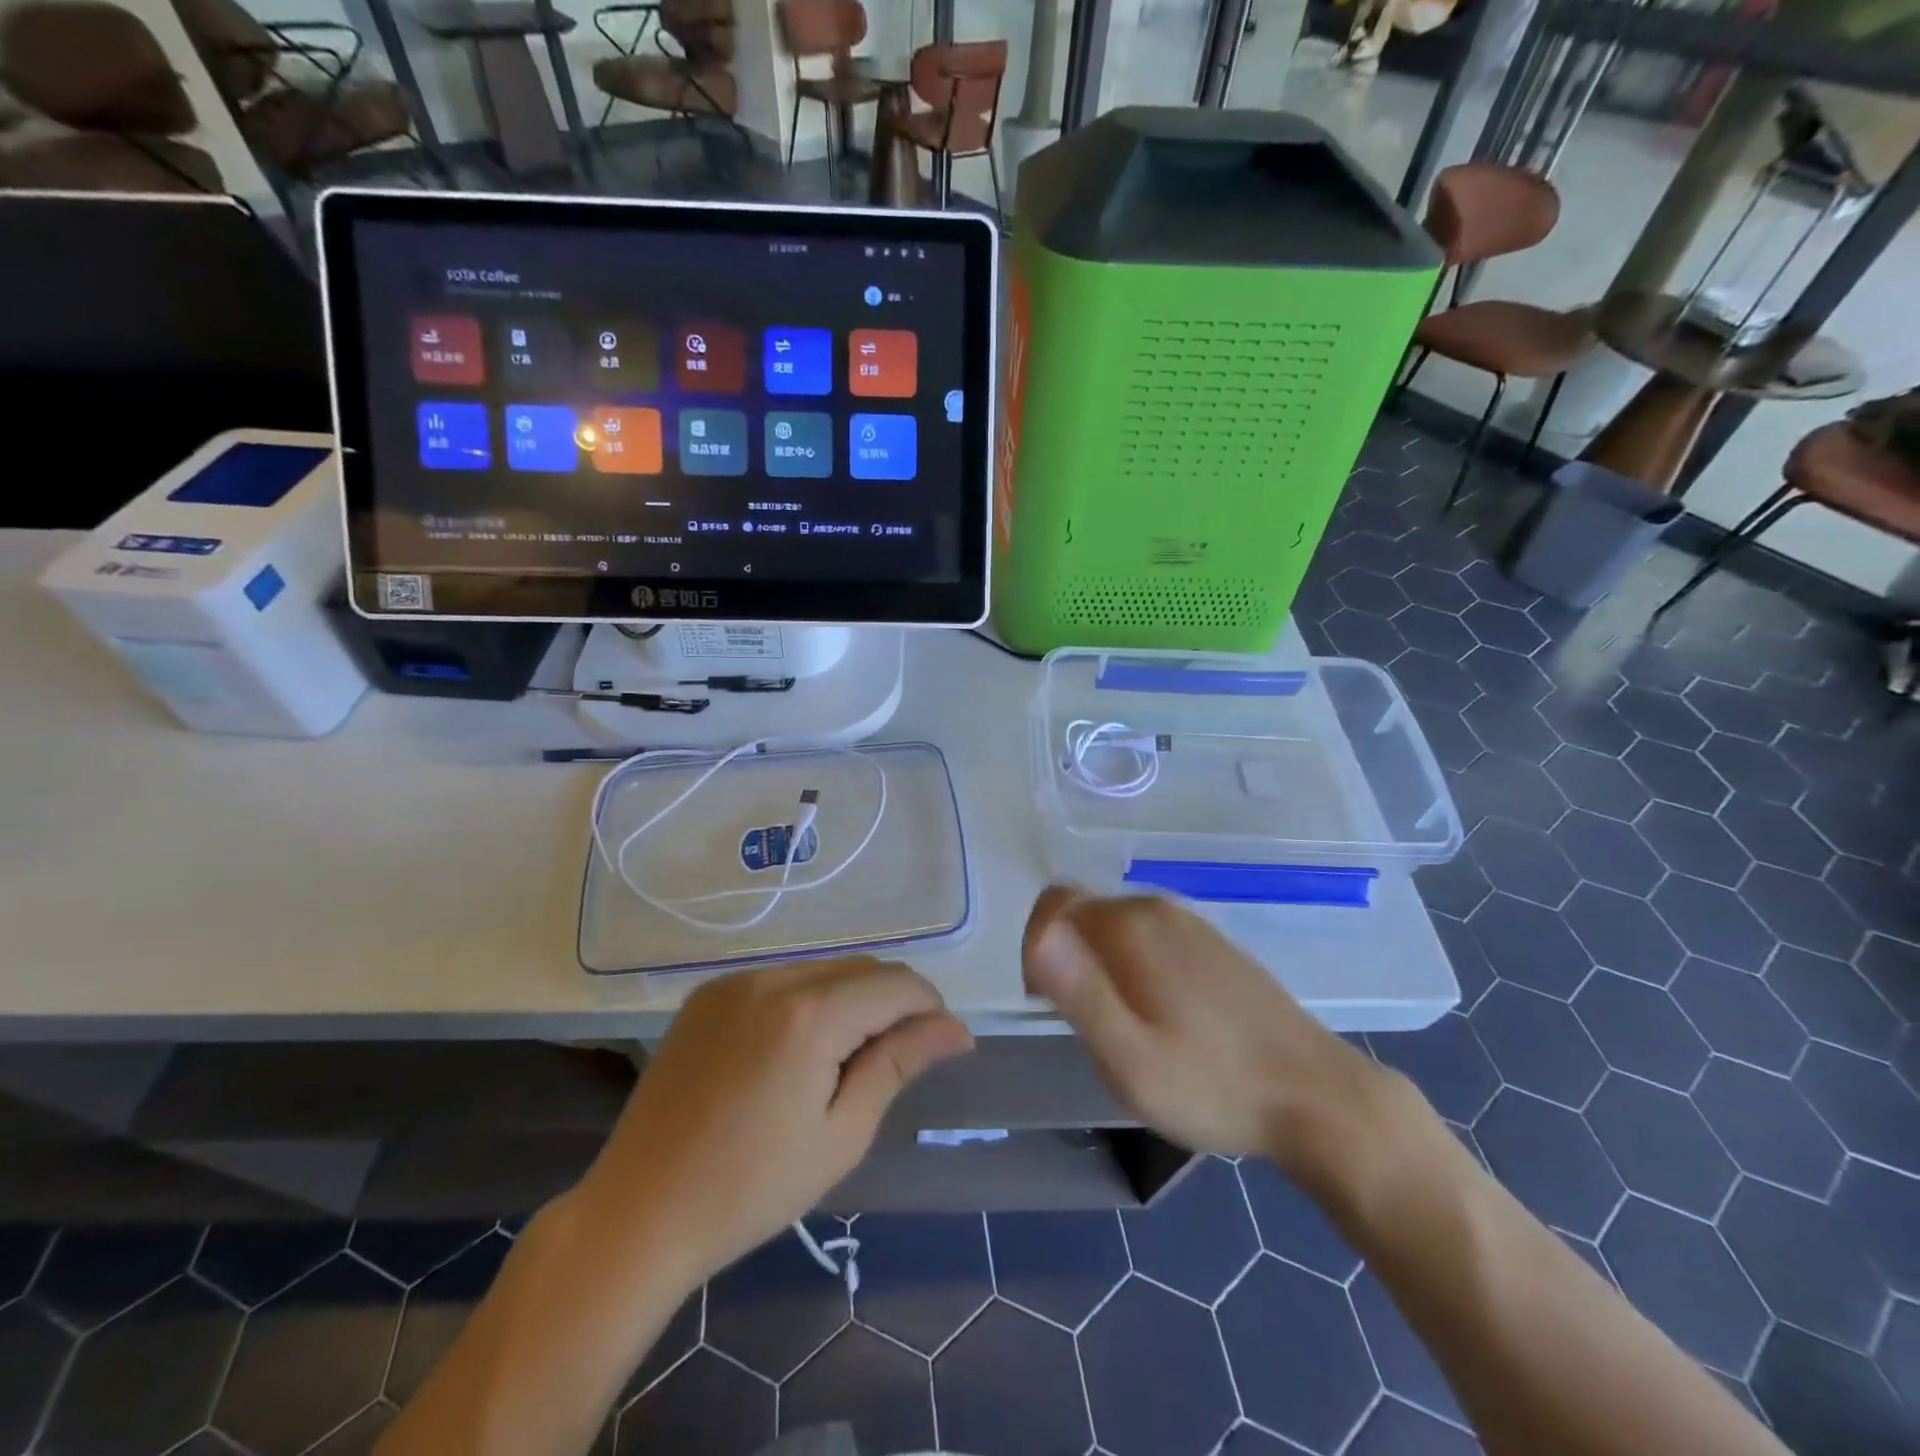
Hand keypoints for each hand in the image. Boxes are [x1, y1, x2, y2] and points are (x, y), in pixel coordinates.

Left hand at [580, 959, 973, 1283]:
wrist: (638, 1213)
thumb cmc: (751, 1189)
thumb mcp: (842, 1134)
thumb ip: (899, 1063)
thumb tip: (956, 1028)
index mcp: (810, 1014)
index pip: (897, 984)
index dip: (929, 1009)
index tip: (938, 1048)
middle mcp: (772, 978)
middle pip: (862, 968)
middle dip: (892, 1003)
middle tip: (891, 1063)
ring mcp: (735, 982)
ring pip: (823, 968)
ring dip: (851, 999)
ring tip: (841, 1062)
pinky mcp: (708, 994)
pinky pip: (781, 979)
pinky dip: (807, 1000)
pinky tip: (793, 1053)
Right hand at [1022, 887, 1387, 1179]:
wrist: (1319, 1099)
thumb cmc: (1212, 1085)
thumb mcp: (1128, 1057)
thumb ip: (1077, 990)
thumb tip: (1038, 933)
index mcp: (1131, 925)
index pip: (1054, 906)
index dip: (1037, 950)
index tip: (1050, 1004)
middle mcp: (1159, 909)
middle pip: (1085, 916)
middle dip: (1069, 960)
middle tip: (1090, 1027)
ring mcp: (1193, 925)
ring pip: (1118, 929)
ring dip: (1103, 967)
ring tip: (1126, 1030)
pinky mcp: (1216, 946)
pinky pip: (1152, 940)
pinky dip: (1136, 968)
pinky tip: (1166, 1021)